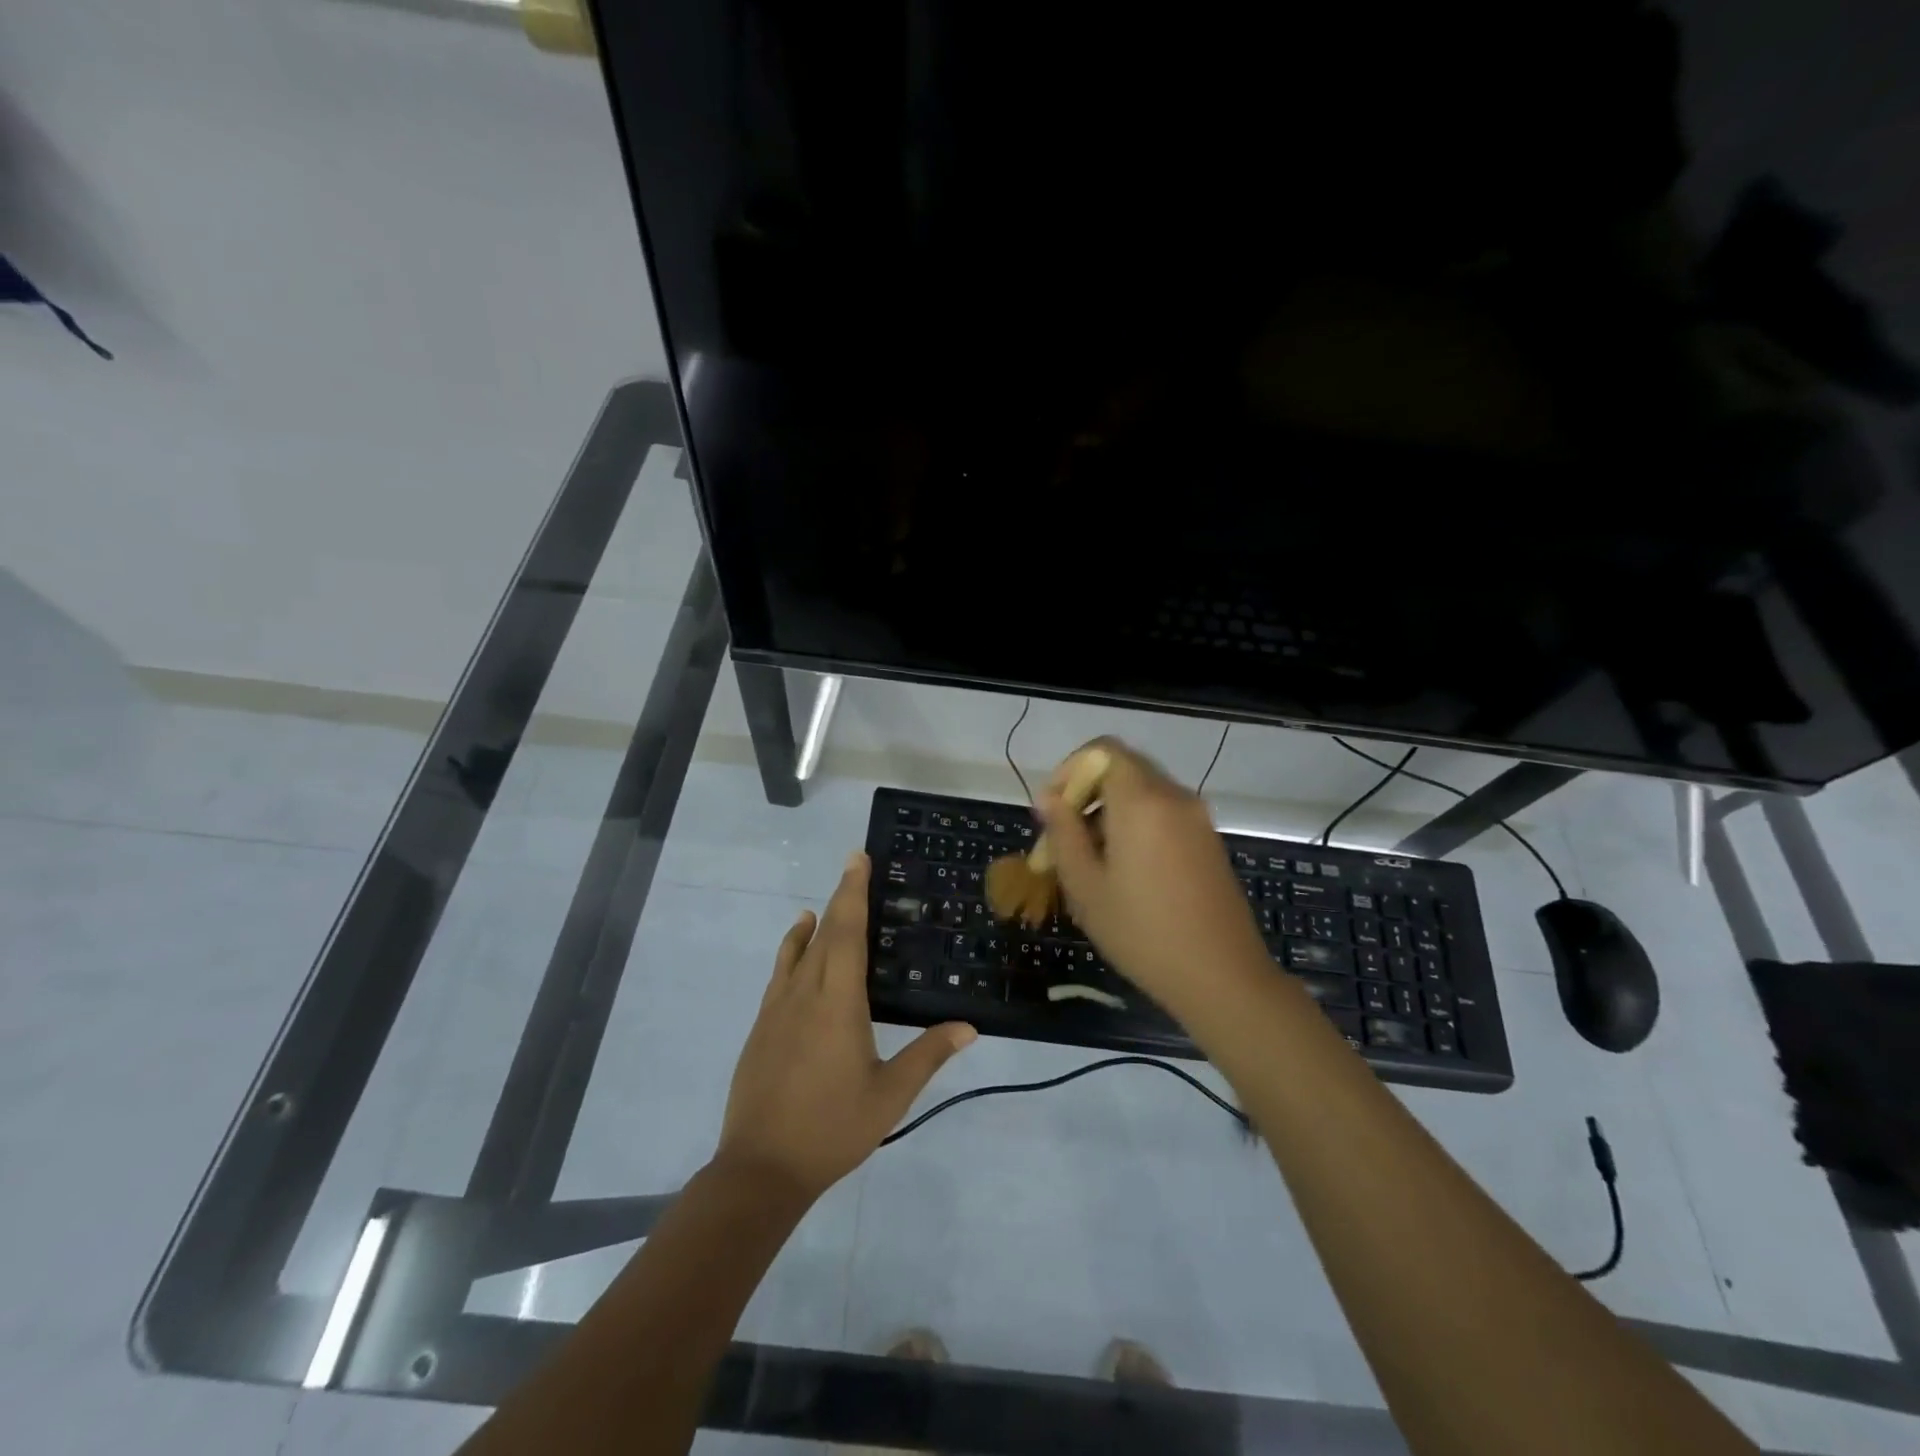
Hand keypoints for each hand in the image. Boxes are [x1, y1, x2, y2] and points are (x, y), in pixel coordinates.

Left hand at [715, 852, 975, 1201]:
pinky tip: (797, 953)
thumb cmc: (831, 1128)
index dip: (852, 892)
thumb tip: (968, 1027)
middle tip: (855, 869)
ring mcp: (777, 1009)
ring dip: (814, 924)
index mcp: (837, 1002)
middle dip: (840, 898)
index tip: (857, 859)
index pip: (846, 932)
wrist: (760, 1168)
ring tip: (824, 906)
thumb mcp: (889, 1096)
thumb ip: (927, 1056)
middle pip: (823, 933)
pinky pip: (780, 974)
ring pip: (797, 951)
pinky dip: (791, 951)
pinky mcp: (762, 1027)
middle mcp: (804, 993)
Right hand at [1035, 738, 1267, 1013]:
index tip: (1052, 810)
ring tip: (1088, 861)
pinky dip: (1136, 825)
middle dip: (1086, 794)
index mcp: (1142, 800)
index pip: (1102, 750)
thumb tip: (1050, 799)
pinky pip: (1163, 814)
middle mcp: (1173, 797)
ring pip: (1142, 793)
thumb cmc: (1142, 933)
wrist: (1222, 977)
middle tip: (1063, 838)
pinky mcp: (1208, 840)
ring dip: (1109, 812)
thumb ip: (1064, 833)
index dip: (1070, 770)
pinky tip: (1124, 871)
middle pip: (1122, 769)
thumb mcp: (1086, 886)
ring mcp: (1197, 818)